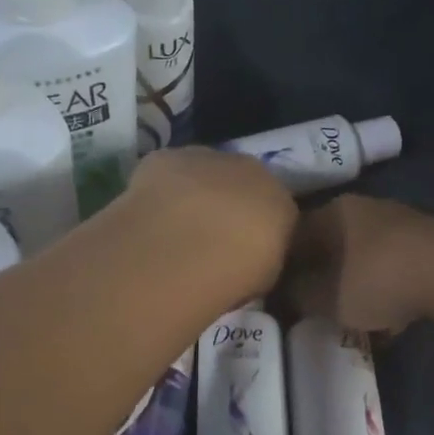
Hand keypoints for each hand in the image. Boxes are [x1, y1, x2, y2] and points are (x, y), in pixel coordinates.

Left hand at [118, 146, 298, 299]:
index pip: (276, 209)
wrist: (186, 249)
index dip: (257, 228)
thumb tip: (251, 253)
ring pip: (204, 171)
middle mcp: (251, 169)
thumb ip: (262, 255)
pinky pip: (168, 170)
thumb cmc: (234, 274)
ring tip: (176, 225)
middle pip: (242, 182)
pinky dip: (161, 187)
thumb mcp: (264, 277)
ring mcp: (208, 158)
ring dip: (195, 191)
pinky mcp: (167, 157)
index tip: (243, 249)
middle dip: (229, 203)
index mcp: (282, 201)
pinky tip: (150, 212)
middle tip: (209, 236)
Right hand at [280, 195, 433, 332]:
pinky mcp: (427, 244)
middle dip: (320, 278)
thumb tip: (285, 292)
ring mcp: (399, 223)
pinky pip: (392, 270)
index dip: (281, 267)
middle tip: (313, 309)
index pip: (292, 236)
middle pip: (329, 246)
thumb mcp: (324, 297)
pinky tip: (389, 321)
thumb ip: (297, 295)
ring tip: (352, 320)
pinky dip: (385, 292)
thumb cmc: (378, 280)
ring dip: (354, 287)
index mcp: (331, 211)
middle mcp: (363, 208)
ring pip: (362, 259)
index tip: (278, 295)